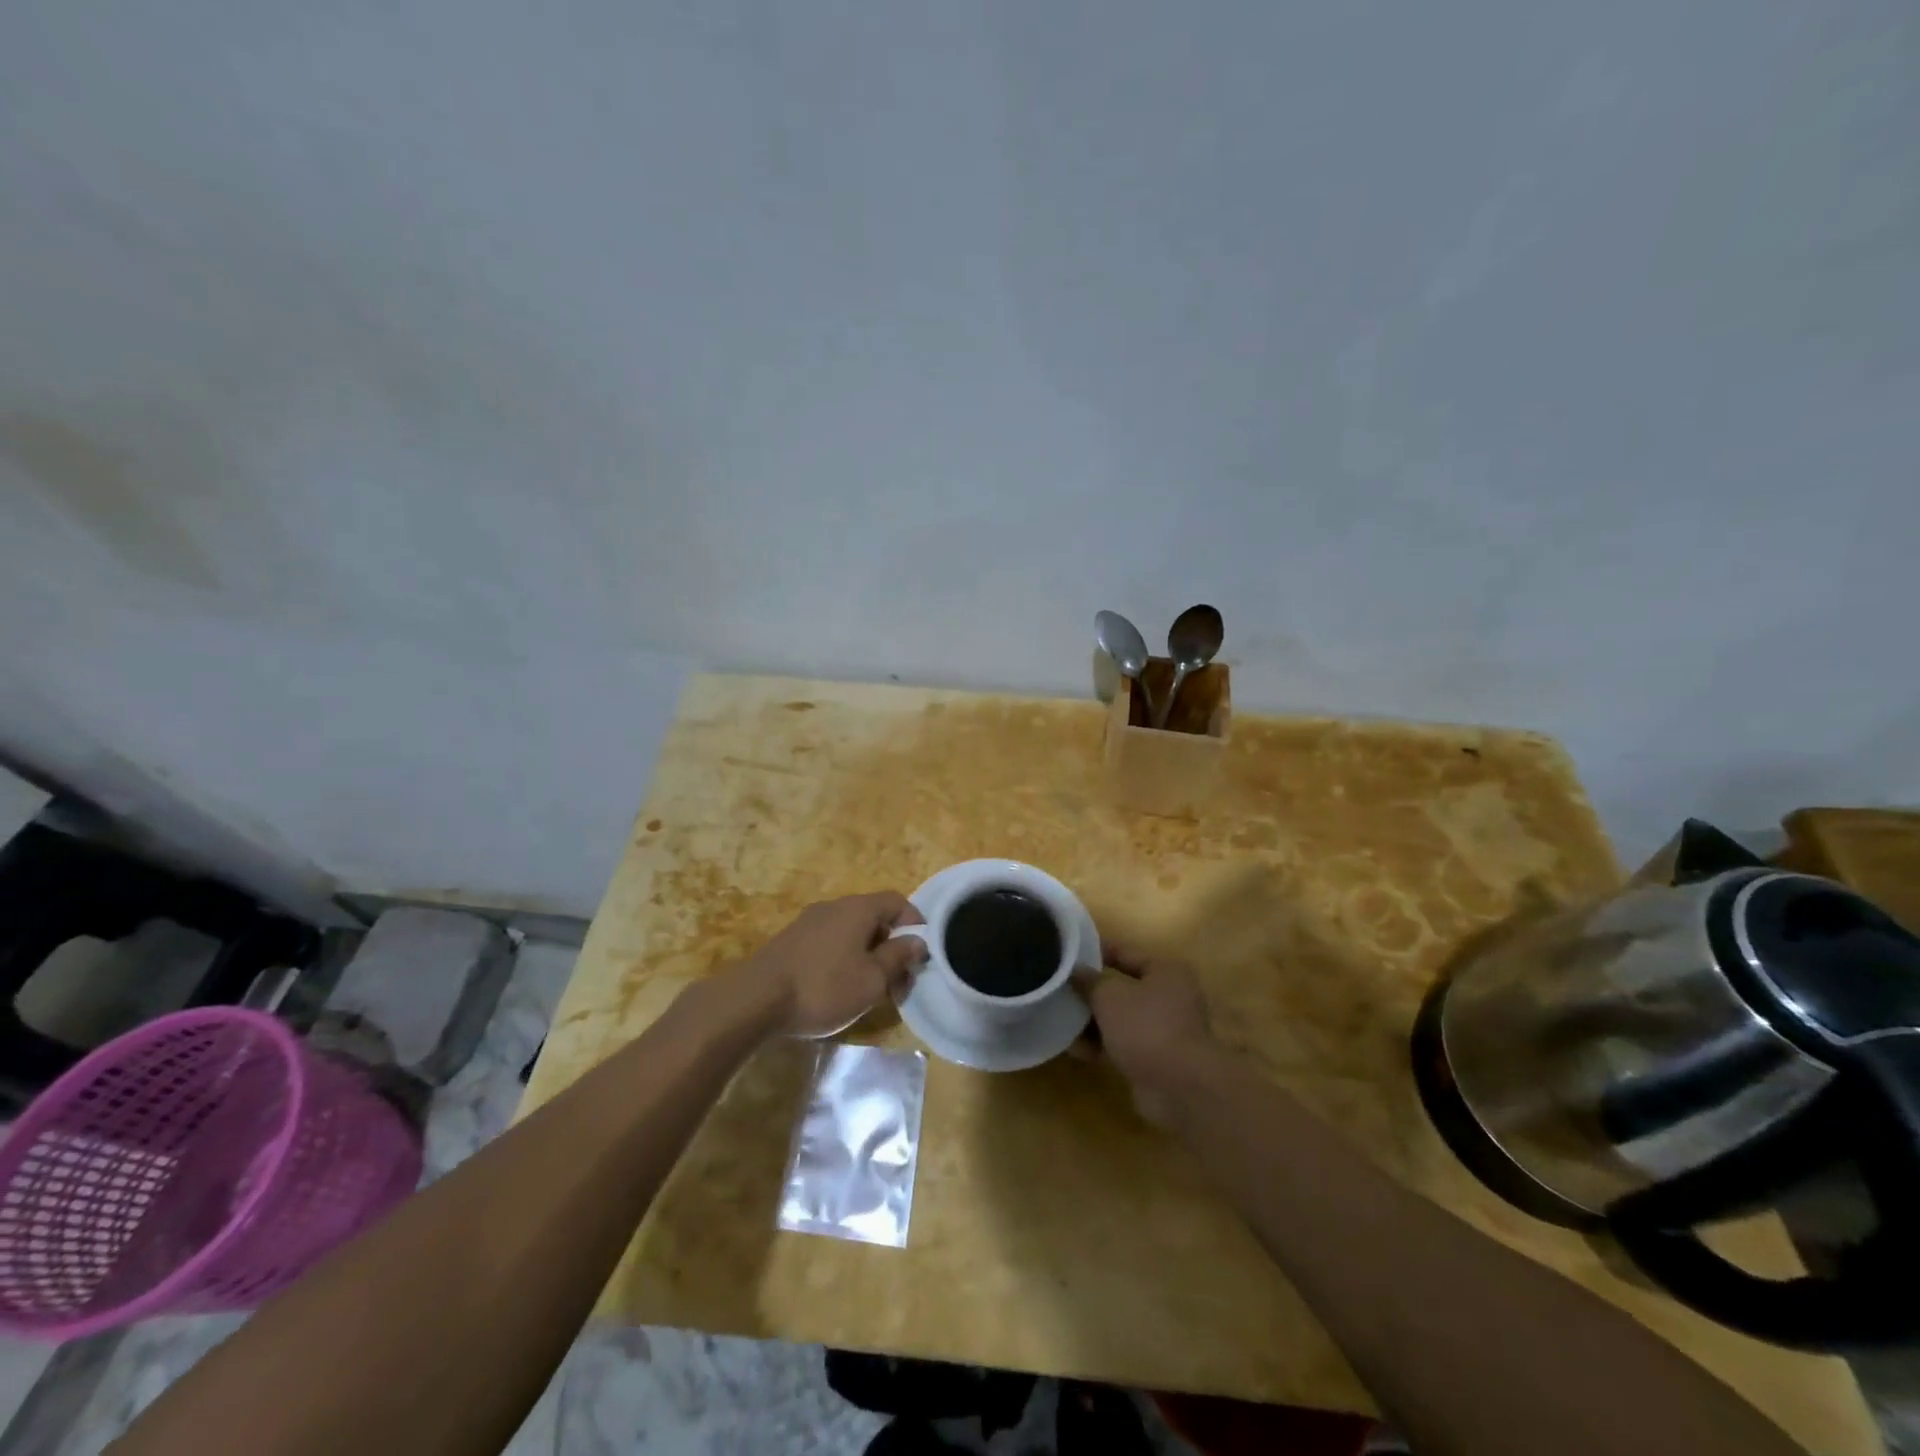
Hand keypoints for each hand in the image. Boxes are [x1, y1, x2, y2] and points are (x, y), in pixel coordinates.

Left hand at [735, 893, 927, 1037]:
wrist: (755, 999)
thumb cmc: (823, 987)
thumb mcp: (871, 980)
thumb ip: (898, 957)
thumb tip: (917, 941)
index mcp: (858, 909)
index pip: (897, 901)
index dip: (915, 922)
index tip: (922, 952)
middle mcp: (835, 906)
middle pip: (874, 917)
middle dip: (892, 945)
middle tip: (899, 980)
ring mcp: (810, 922)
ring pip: (851, 931)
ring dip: (868, 954)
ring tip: (871, 988)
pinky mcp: (792, 941)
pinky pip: (830, 941)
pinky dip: (844, 958)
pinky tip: (840, 986)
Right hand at [1078, 944, 1218, 1127]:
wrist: (1179, 1088)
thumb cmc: (1146, 1027)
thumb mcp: (1109, 995)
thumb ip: (1089, 981)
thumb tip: (1076, 972)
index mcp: (1166, 972)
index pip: (1125, 953)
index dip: (1096, 951)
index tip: (1068, 953)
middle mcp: (1169, 997)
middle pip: (1122, 988)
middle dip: (1091, 992)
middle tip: (1060, 990)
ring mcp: (1164, 1031)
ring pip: (1120, 1019)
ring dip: (1092, 1022)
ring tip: (1060, 1020)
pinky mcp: (1156, 1060)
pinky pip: (1123, 1045)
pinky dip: (1102, 1045)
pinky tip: (1075, 1049)